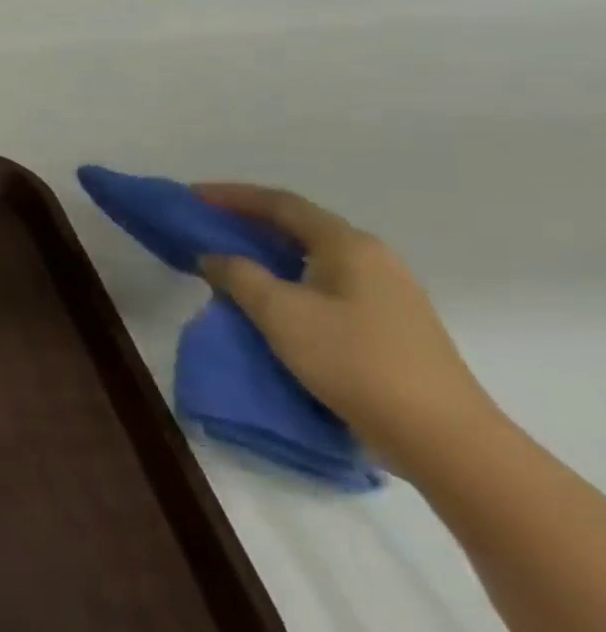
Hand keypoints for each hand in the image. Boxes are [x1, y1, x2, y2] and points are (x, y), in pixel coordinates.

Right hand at [195, 183, 495, 469]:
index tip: (190, 196)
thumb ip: (238, 275)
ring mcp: (385, 292)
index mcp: (349, 245)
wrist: (440, 436)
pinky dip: (285, 279)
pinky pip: (322, 284)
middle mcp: (372, 258)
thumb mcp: (280, 312)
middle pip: (298, 226)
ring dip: (264, 253)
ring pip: (310, 257)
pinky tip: (264, 298)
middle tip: (202, 227)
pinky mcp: (385, 322)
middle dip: (247, 223)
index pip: (281, 204)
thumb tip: (213, 256)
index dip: (231, 196)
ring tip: (224, 261)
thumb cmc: (353, 360)